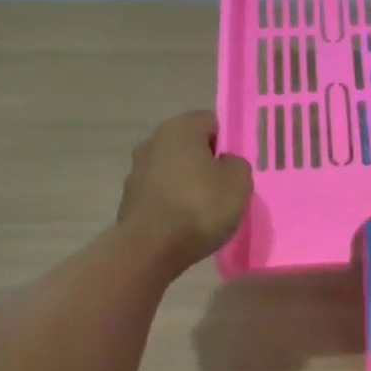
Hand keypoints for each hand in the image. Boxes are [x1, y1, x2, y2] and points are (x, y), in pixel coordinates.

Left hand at [117, 111, 252, 266]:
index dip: (230, 141)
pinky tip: (187, 222)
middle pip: (190, 145)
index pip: (212, 122)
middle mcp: (153, 141)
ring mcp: (137, 170)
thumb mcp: (239, 181)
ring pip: (174, 170)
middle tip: (228, 186)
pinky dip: (174, 202)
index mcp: (180, 128)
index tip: (240, 164)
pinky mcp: (130, 198)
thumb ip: (237, 164)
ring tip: (207, 208)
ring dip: (189, 182)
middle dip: (208, 162)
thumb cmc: (200, 206)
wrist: (151, 248)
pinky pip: (162, 193)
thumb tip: (225, 163)